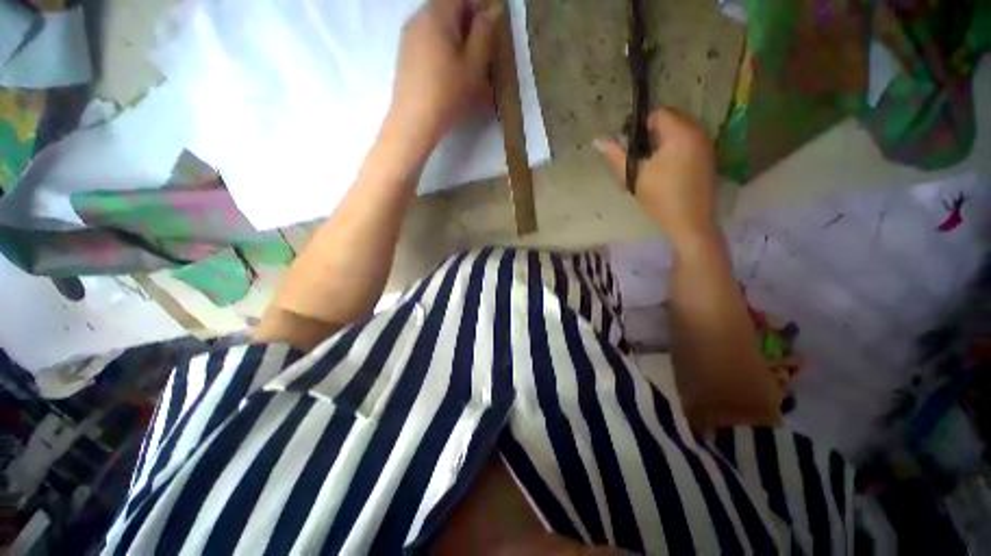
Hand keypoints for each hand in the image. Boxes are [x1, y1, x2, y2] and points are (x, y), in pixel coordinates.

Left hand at [384, 0, 499, 157]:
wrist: (414, 122)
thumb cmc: (448, 94)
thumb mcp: (474, 65)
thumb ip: (485, 33)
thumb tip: (491, 11)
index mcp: (436, 14)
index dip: (479, 8)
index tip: (490, 30)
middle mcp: (419, 19)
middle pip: (448, 10)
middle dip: (468, 26)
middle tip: (482, 53)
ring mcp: (409, 38)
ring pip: (438, 29)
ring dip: (457, 42)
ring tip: (468, 70)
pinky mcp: (406, 57)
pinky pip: (429, 44)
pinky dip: (444, 53)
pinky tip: (451, 77)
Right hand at [595, 108, 717, 247]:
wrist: (690, 223)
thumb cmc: (660, 198)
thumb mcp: (634, 176)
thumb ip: (616, 155)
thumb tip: (597, 140)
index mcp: (680, 133)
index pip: (657, 113)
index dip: (639, 127)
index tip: (630, 147)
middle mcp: (698, 131)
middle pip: (670, 118)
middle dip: (651, 133)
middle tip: (638, 157)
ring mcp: (706, 143)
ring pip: (679, 130)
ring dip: (662, 141)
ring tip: (650, 164)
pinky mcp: (708, 156)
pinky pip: (687, 140)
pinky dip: (674, 148)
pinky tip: (665, 169)